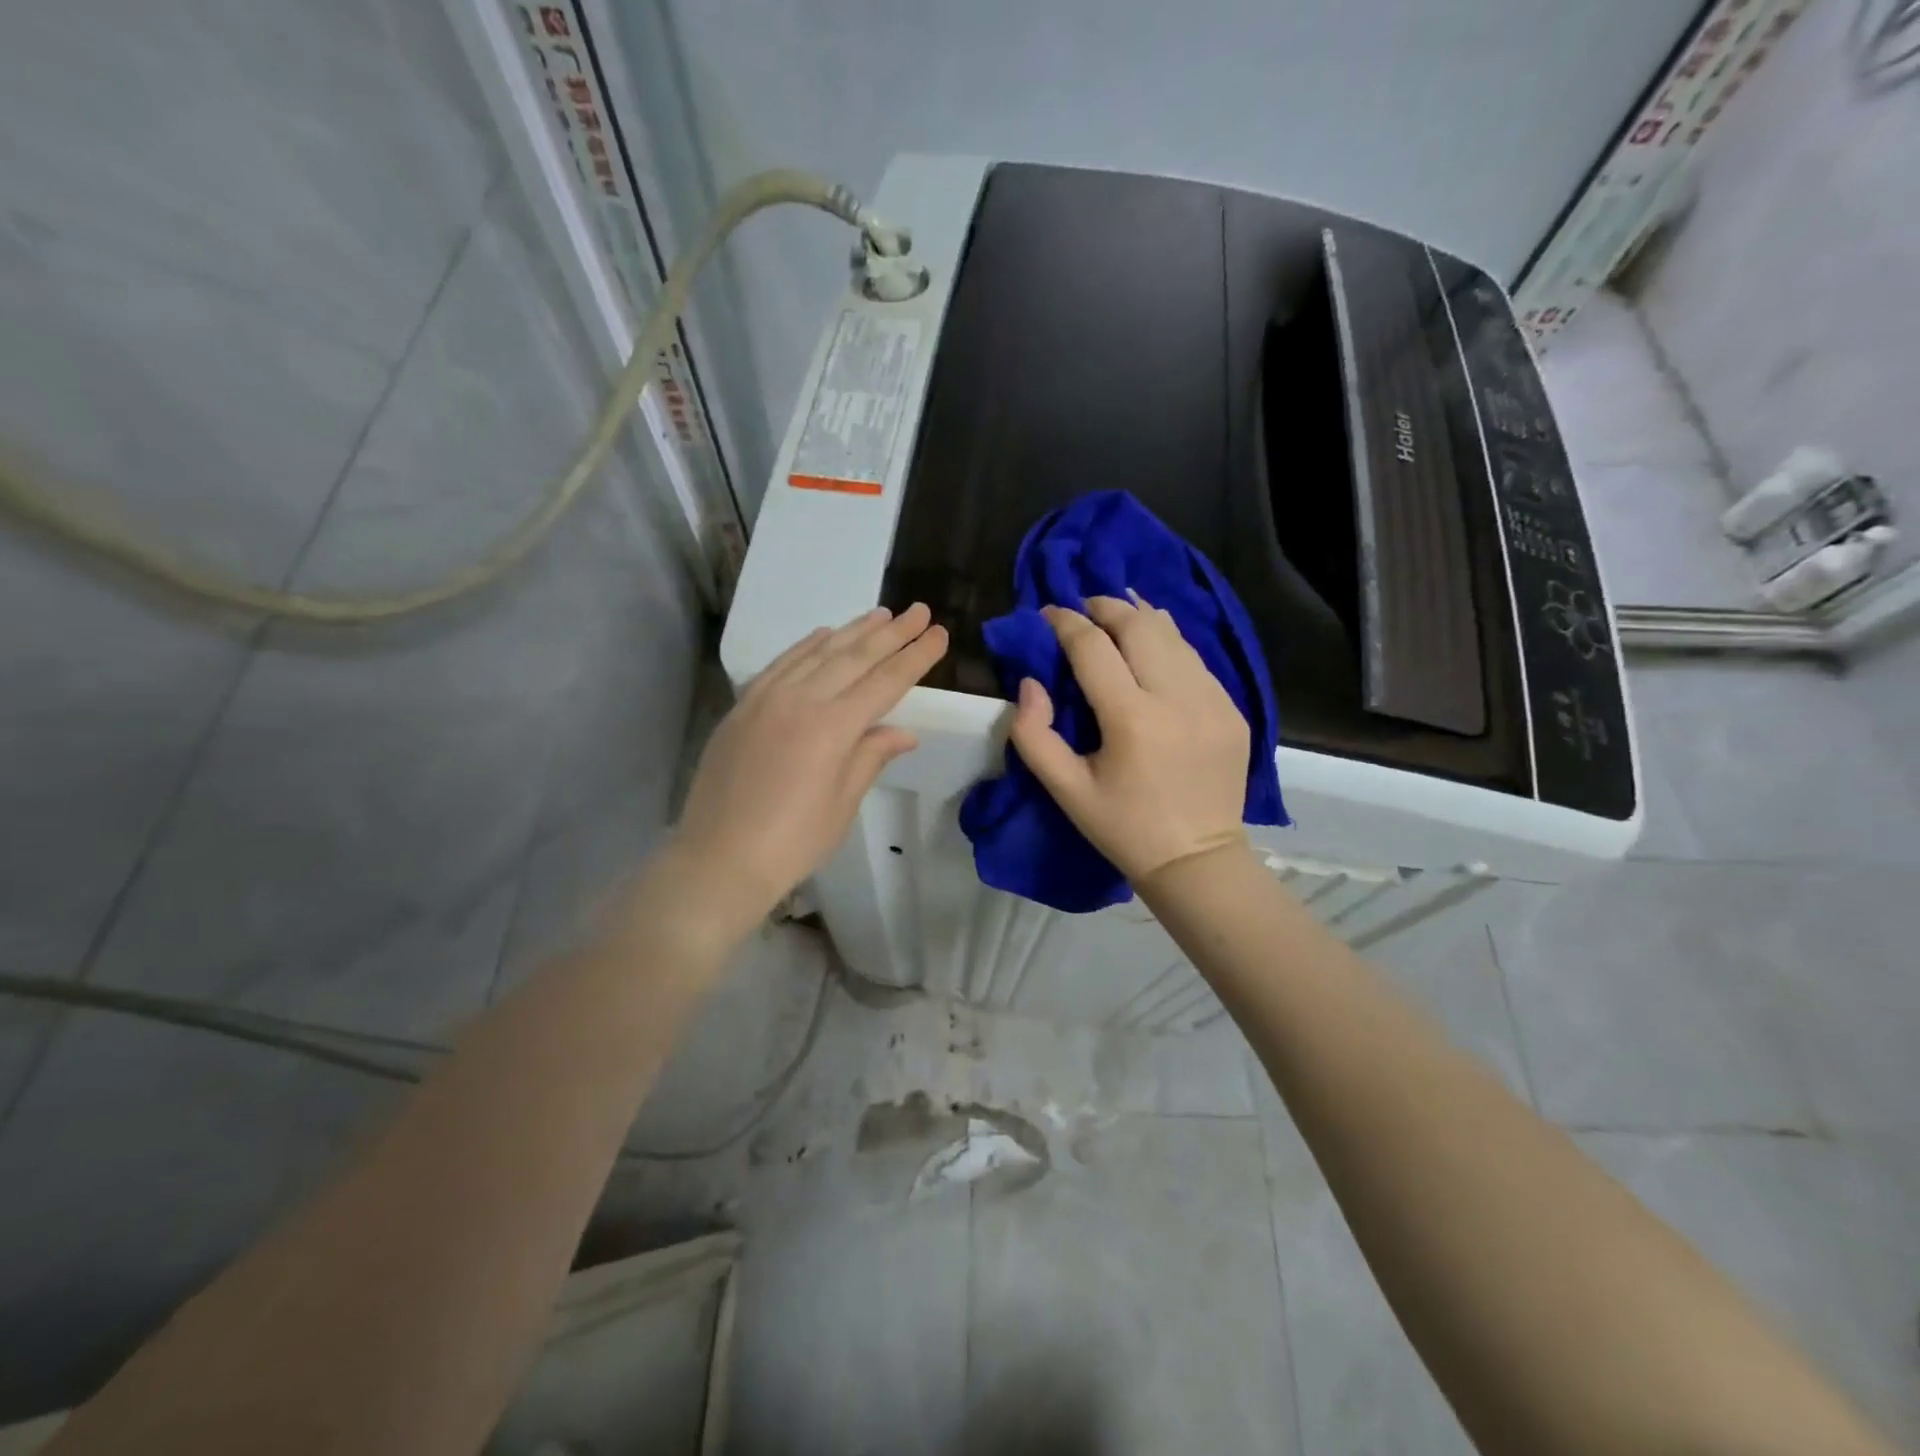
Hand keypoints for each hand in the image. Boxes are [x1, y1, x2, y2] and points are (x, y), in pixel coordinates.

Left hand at [670, 604, 947, 934]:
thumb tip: (904, 732)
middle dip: (892, 633)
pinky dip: (807, 645)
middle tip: (918, 610)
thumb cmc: (792, 842)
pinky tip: (824, 635)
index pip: (885, 682)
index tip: (938, 633)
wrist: (719, 858)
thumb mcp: (842, 803)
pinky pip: (781, 663)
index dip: (915, 657)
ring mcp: (766, 698)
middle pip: (855, 657)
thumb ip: (870, 757)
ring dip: (852, 630)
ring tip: (881, 614)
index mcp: (833, 728)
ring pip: (818, 652)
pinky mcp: (743, 706)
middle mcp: (801, 700)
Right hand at [1010, 595, 1249, 887]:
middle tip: (1082, 606)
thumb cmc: (1123, 827)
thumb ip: (1033, 734)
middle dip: (1105, 606)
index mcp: (1131, 719)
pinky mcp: (1232, 709)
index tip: (1047, 613)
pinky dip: (1168, 642)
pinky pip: (1195, 659)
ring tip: (1115, 612)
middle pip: (1138, 625)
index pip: (1093, 646)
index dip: (1065, 622)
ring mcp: (1212, 700)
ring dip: (1139, 616)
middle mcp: (1177, 698)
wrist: (1197, 859)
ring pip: (1173, 634)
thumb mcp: (1064, 790)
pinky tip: (1152, 644)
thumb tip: (1030, 683)